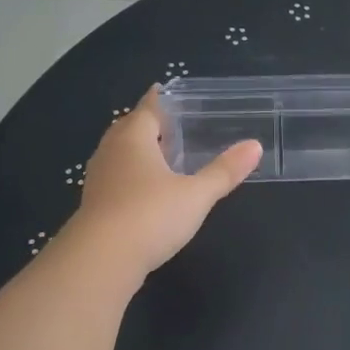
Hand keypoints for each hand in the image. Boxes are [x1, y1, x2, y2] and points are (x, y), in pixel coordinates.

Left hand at [65, 88, 260, 281]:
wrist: (102, 259)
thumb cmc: (151, 215)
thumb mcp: (196, 194)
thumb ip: (224, 171)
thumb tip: (255, 146)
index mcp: (134, 139)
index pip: (146, 109)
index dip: (156, 100)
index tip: (162, 89)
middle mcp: (111, 152)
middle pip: (127, 129)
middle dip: (145, 124)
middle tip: (166, 123)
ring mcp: (98, 180)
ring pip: (118, 155)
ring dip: (136, 151)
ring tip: (158, 154)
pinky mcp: (94, 205)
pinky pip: (114, 179)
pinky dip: (130, 176)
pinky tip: (144, 189)